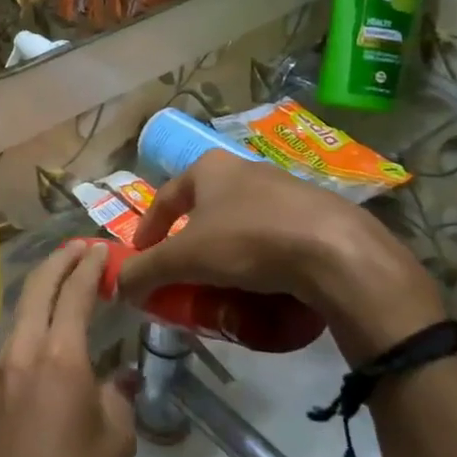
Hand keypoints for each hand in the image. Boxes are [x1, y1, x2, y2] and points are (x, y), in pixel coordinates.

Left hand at [0, 242, 135, 456]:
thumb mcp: (116, 442)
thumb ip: (118, 396)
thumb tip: (118, 375)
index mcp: (58, 356)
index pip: (74, 293)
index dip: (88, 267)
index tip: (99, 250)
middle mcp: (21, 351)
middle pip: (37, 289)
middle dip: (59, 263)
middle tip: (78, 249)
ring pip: (21, 318)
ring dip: (42, 296)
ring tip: (64, 293)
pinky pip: (11, 350)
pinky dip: (30, 334)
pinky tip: (45, 351)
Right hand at [118, 152, 444, 365]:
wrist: (339, 254)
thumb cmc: (249, 242)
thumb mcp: (186, 259)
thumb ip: (147, 270)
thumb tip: (117, 285)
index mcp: (209, 168)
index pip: (166, 196)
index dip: (149, 228)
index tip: (143, 256)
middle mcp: (246, 169)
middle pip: (205, 210)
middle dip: (192, 243)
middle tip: (186, 274)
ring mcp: (287, 189)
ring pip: (243, 224)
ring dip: (229, 253)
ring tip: (226, 287)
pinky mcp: (320, 215)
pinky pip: (278, 239)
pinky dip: (264, 261)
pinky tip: (268, 288)